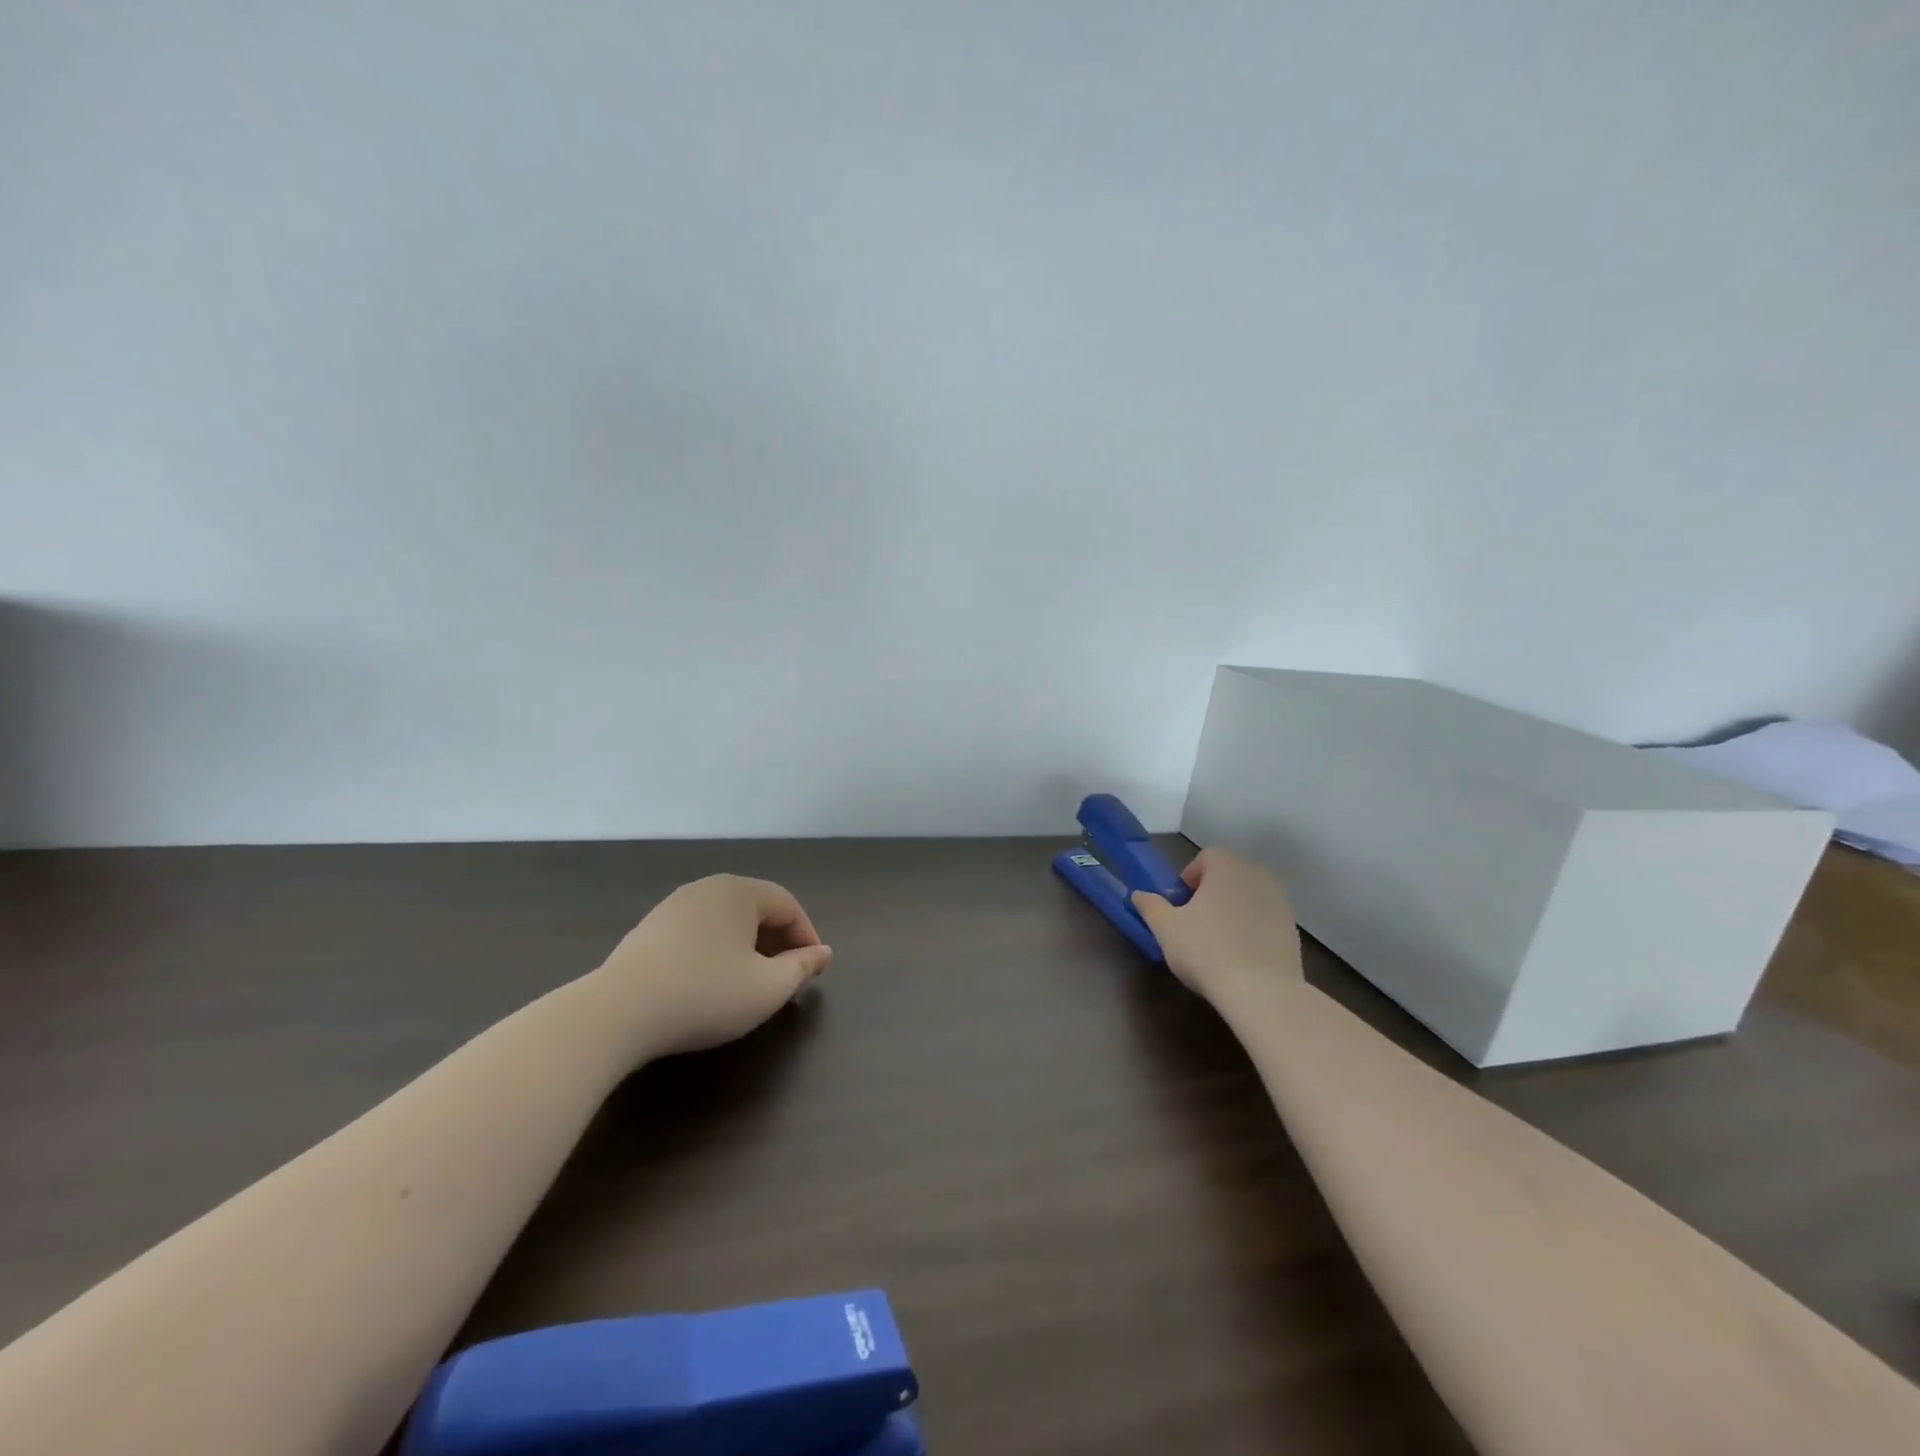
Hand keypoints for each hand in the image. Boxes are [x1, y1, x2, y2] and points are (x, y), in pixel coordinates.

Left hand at [591, 874, 832, 1060]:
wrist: (616, 1013)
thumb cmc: (705, 994)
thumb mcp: (768, 988)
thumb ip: (802, 967)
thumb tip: (823, 953)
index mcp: (740, 891)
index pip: (789, 906)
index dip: (807, 938)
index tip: (814, 971)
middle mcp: (707, 888)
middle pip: (757, 909)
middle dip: (777, 942)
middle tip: (785, 978)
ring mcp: (673, 907)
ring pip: (726, 922)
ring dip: (747, 948)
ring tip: (750, 983)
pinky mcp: (648, 930)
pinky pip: (698, 933)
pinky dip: (716, 952)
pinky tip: (710, 984)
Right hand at [1131, 847, 1303, 1010]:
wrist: (1262, 991)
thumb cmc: (1206, 950)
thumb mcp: (1166, 929)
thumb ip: (1151, 906)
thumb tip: (1139, 894)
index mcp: (1226, 867)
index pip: (1206, 857)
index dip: (1190, 877)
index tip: (1181, 903)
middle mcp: (1256, 875)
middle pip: (1229, 874)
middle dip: (1211, 892)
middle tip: (1195, 921)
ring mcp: (1280, 902)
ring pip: (1249, 896)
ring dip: (1233, 909)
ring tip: (1218, 941)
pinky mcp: (1292, 929)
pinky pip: (1265, 919)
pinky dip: (1252, 928)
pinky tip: (1241, 956)